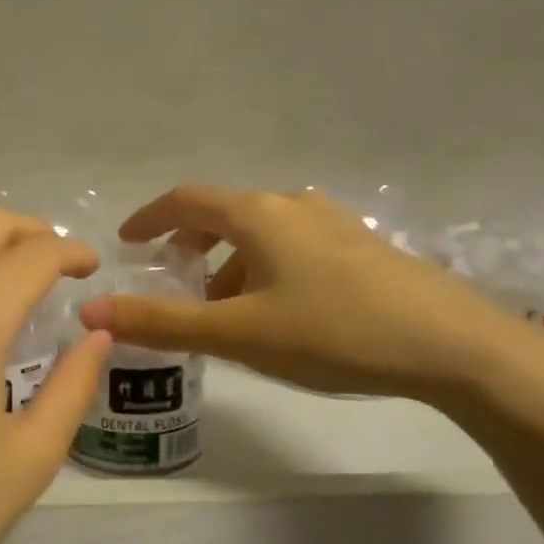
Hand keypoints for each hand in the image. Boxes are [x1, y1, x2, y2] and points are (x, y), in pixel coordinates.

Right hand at [79, 184, 537, 405]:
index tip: (128, 242)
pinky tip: (280, 313)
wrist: (452, 344)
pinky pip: (294, 248)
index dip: (149, 218)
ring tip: (224, 310)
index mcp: (257, 213)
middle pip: (224, 214)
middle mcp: (291, 205)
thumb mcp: (240, 333)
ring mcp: (333, 223)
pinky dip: (265, 269)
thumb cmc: (334, 331)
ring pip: (261, 234)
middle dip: (190, 245)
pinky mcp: (361, 247)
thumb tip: (91, 307)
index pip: (185, 200)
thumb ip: (163, 322)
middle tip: (173, 280)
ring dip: (230, 263)